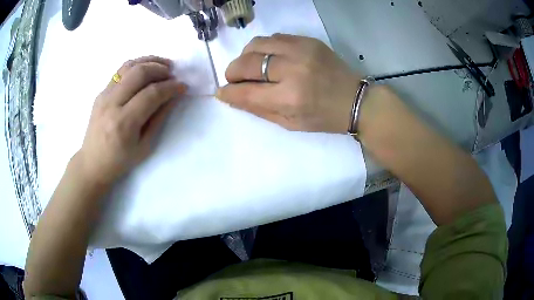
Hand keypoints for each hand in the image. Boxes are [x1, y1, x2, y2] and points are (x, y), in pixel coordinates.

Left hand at [77, 56, 186, 184]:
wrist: (92, 162)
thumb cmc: (120, 161)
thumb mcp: (144, 146)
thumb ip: (159, 118)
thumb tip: (174, 96)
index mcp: (124, 122)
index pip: (151, 94)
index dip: (170, 87)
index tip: (182, 86)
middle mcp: (112, 104)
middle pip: (139, 73)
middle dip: (160, 69)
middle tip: (173, 74)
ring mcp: (104, 95)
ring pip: (129, 66)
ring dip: (149, 61)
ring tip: (163, 65)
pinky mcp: (101, 92)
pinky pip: (120, 71)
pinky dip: (136, 65)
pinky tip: (146, 69)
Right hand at [217, 34, 360, 132]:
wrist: (354, 99)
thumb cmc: (323, 117)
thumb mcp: (290, 123)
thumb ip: (258, 109)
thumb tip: (230, 96)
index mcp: (289, 98)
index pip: (245, 92)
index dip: (228, 92)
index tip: (222, 91)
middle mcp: (293, 69)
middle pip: (247, 63)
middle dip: (233, 72)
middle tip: (235, 79)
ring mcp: (301, 50)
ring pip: (257, 44)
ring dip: (246, 56)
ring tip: (250, 67)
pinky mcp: (308, 40)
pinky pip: (274, 37)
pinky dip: (265, 48)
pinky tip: (269, 58)